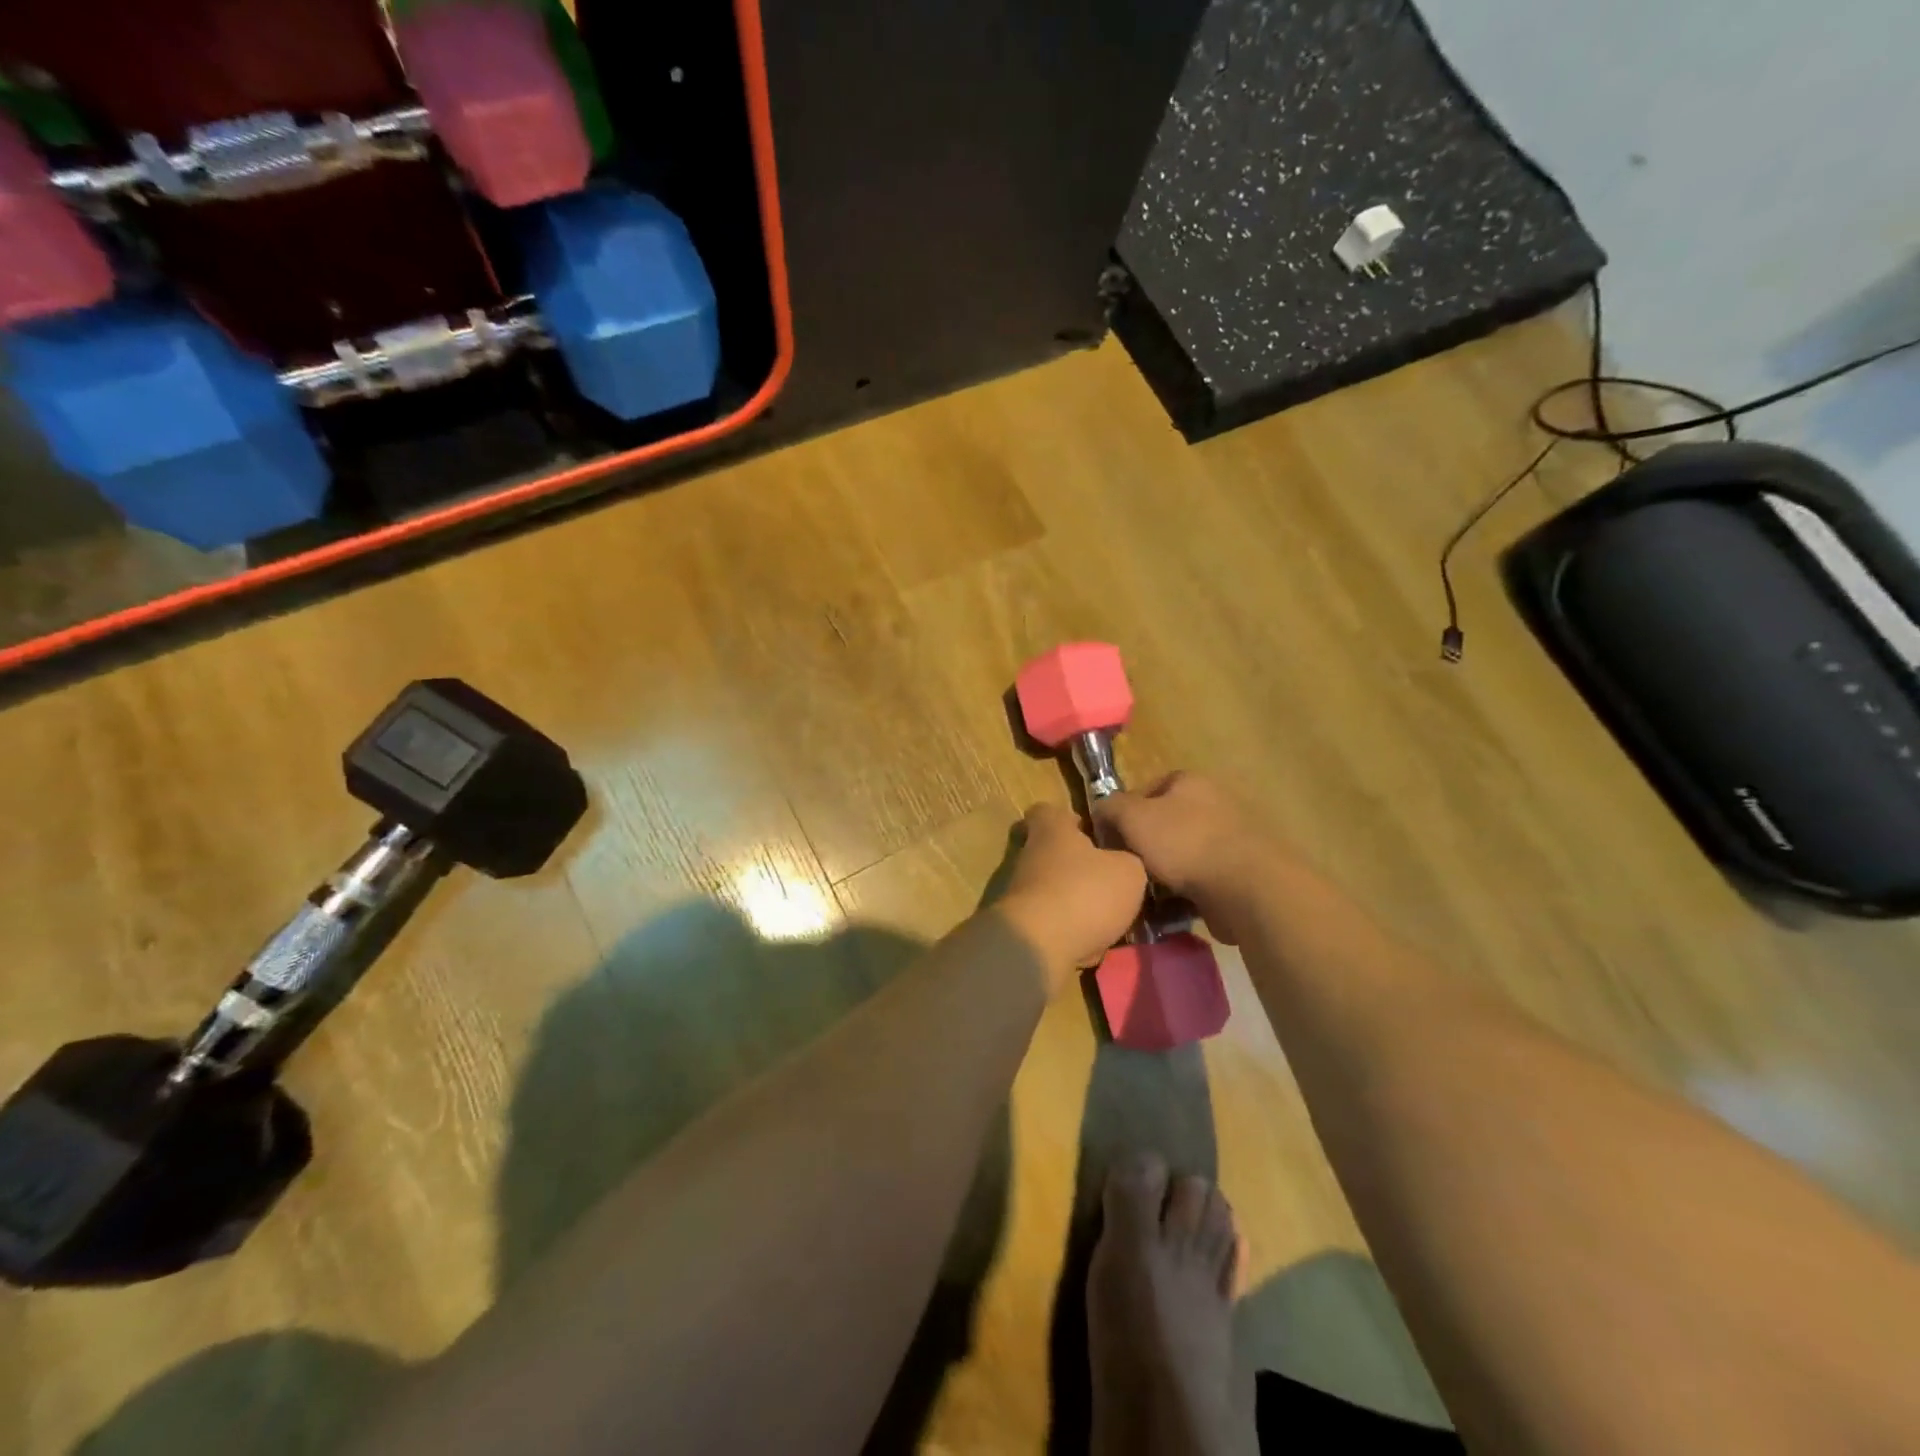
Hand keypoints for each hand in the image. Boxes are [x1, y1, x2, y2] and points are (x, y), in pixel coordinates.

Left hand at [997, 803, 1147, 989]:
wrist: (1039, 947)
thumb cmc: (1085, 893)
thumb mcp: (1128, 871)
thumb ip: (1128, 860)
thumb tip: (1123, 862)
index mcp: (1051, 831)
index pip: (1047, 811)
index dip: (1067, 817)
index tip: (1087, 829)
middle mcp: (1030, 856)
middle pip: (1052, 853)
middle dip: (1079, 866)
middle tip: (1110, 879)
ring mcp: (1021, 893)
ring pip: (1054, 891)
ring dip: (1077, 902)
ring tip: (1109, 918)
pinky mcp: (1022, 927)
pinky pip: (1052, 924)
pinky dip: (1070, 932)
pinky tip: (1093, 946)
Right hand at [1094, 773, 1273, 944]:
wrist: (1246, 887)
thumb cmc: (1184, 843)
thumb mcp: (1132, 817)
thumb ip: (1111, 807)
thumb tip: (1101, 809)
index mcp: (1189, 782)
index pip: (1147, 789)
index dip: (1124, 812)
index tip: (1110, 838)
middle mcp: (1213, 803)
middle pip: (1165, 823)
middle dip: (1144, 846)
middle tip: (1126, 867)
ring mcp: (1230, 838)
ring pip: (1182, 854)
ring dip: (1163, 873)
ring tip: (1145, 894)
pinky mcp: (1240, 872)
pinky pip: (1201, 880)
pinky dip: (1185, 893)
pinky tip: (1170, 909)